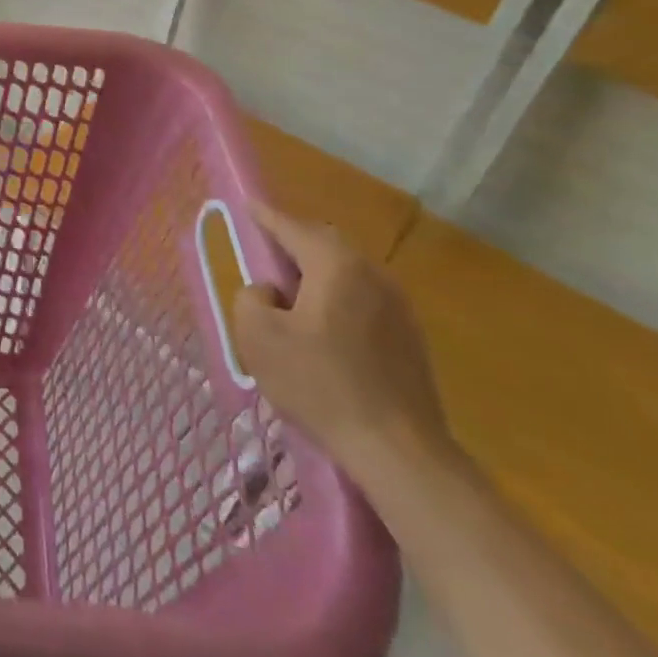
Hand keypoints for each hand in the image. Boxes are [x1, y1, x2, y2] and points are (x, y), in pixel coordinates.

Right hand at [233, 202, 455, 486]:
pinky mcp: (410, 338)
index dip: (265, 216)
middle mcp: (372, 274)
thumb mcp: (258, 336)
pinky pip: (364, 300)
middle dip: (293, 242)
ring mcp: (398, 307)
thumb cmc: (320, 384)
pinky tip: (322, 331)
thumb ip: (251, 297)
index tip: (247, 205)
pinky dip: (337, 299)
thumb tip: (269, 292)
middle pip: (325, 244)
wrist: (398, 451)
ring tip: (290, 296)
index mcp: (335, 265)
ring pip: (347, 273)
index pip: (291, 227)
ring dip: (316, 274)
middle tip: (265, 254)